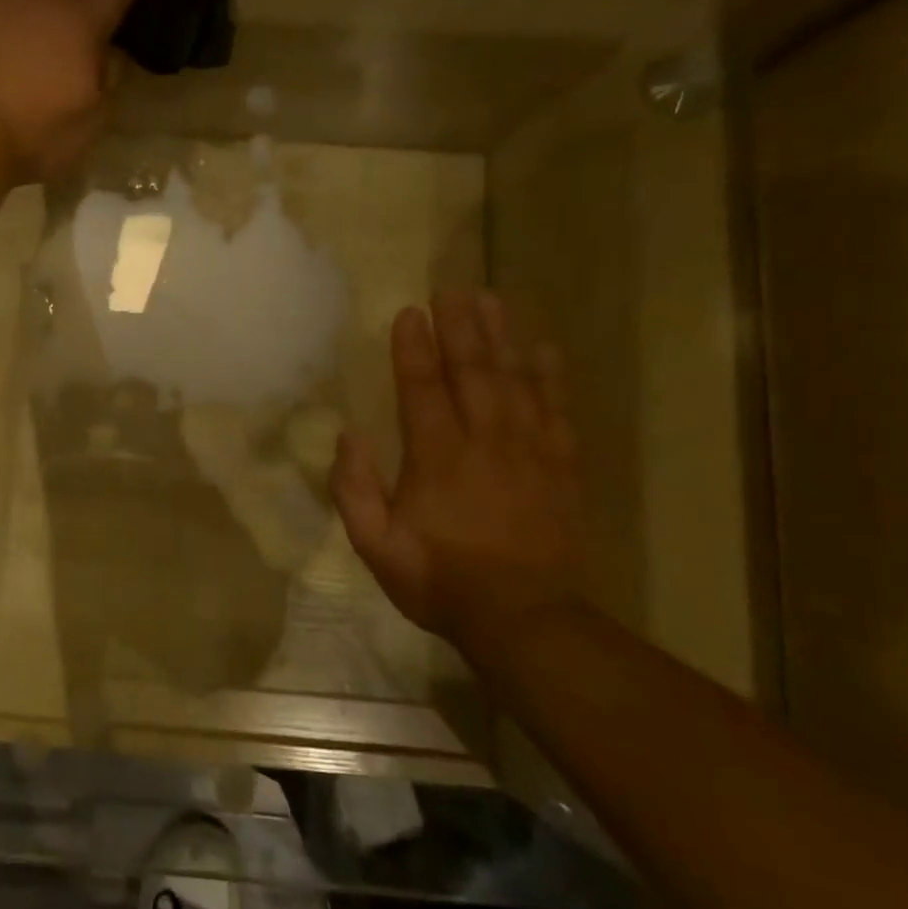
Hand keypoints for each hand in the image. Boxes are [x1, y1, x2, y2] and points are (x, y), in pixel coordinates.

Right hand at [331, 290, 589, 646]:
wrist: (525, 619)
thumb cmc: (440, 581)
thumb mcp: (376, 546)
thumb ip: (355, 489)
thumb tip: (347, 436)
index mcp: (437, 458)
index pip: (423, 388)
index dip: (414, 348)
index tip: (408, 312)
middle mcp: (486, 442)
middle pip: (474, 371)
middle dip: (460, 327)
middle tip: (452, 288)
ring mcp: (529, 451)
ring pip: (517, 380)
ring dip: (503, 337)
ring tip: (493, 300)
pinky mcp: (560, 467)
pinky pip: (557, 409)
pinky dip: (551, 374)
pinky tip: (544, 348)